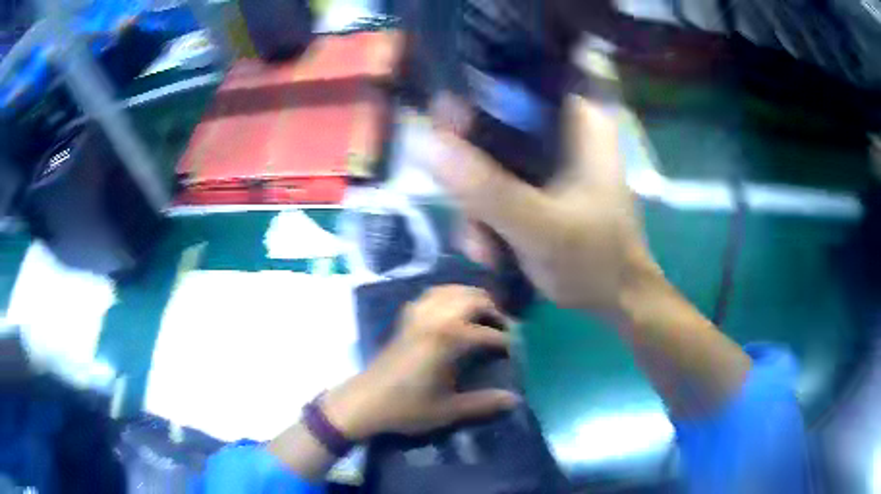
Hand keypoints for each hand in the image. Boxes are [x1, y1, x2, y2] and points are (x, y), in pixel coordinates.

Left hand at [323, 286, 520, 439]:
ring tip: (485, 316)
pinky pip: (432, 294)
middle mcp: (435, 319)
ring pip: (454, 291)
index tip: (516, 353)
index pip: (488, 333)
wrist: (364, 402)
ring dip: (473, 299)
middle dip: (495, 311)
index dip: (507, 342)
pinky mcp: (407, 318)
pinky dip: (450, 295)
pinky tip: (454, 309)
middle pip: (474, 300)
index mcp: (447, 340)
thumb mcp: (448, 410)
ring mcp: (418, 315)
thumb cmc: (406, 408)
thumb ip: (483, 403)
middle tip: (504, 330)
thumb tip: (515, 400)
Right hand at [432, 94, 659, 314]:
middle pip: (496, 127)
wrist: (617, 300)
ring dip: (477, 204)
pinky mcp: (542, 187)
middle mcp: (565, 132)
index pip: (517, 84)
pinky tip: (489, 249)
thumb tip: (427, 142)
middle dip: (471, 172)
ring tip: (481, 246)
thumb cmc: (594, 260)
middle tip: (462, 209)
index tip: (443, 132)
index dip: (474, 99)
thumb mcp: (540, 226)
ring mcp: (552, 162)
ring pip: (494, 161)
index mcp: (579, 122)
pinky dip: (490, 215)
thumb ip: (486, 188)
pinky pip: (501, 186)